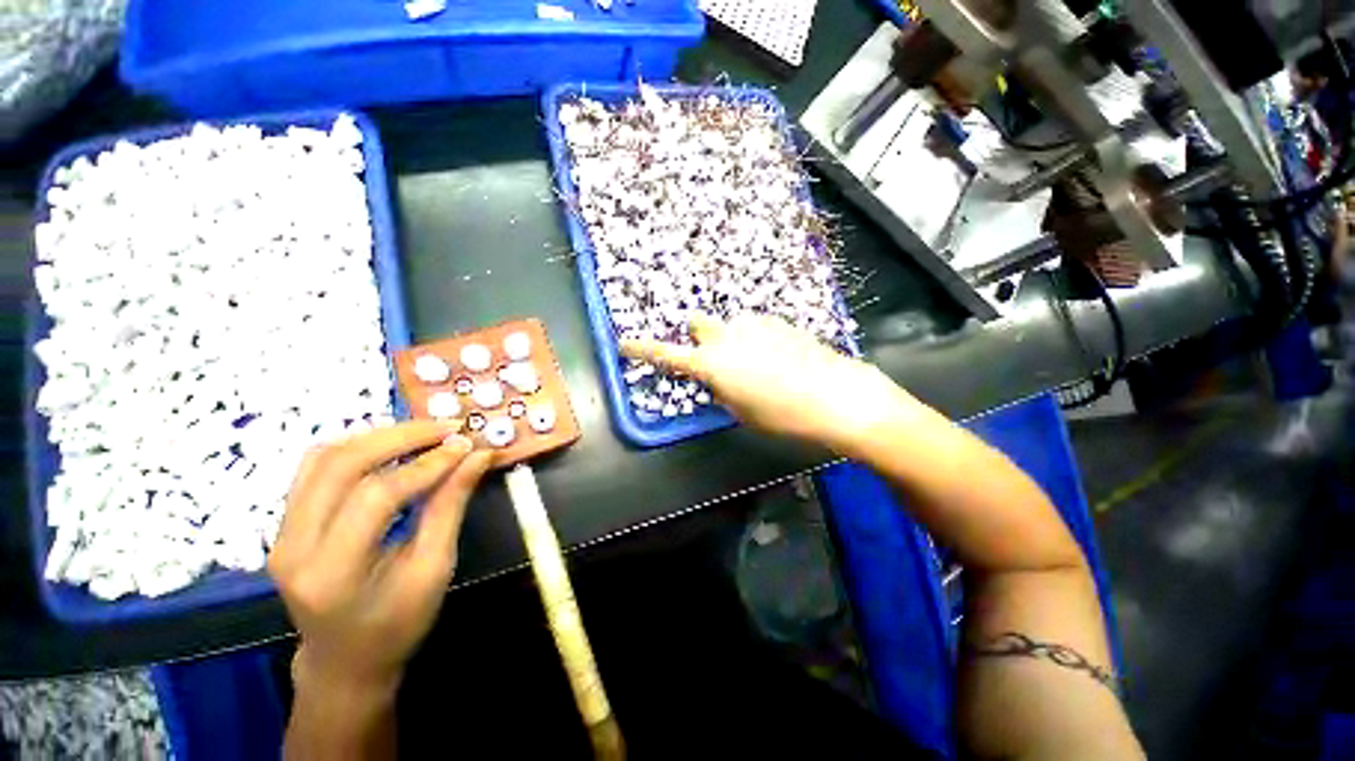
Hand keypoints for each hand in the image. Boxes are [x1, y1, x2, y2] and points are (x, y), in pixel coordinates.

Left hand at [268, 420, 493, 697]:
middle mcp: (293, 547)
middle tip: (448, 427)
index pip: (377, 496)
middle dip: (401, 436)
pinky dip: (357, 447)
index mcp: (333, 573)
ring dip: (379, 436)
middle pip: (341, 465)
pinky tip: (391, 447)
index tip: (466, 446)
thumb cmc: (397, 625)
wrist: (343, 661)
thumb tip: (478, 457)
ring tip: (425, 433)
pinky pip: (316, 467)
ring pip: (323, 458)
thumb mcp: (434, 569)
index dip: (426, 465)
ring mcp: (281, 532)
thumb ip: (451, 506)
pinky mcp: (285, 523)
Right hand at [620, 313, 917, 453]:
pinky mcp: (776, 320)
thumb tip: (717, 378)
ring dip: (732, 341)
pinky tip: (778, 357)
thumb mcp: (742, 411)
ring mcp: (752, 324)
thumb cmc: (783, 414)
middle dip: (699, 338)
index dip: (643, 349)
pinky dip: (755, 339)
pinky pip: (753, 327)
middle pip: (697, 324)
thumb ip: (722, 389)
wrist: (836, 394)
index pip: (667, 354)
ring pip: (729, 327)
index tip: (624, 344)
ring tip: (759, 365)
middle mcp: (726, 336)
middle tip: (715, 358)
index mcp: (712, 364)